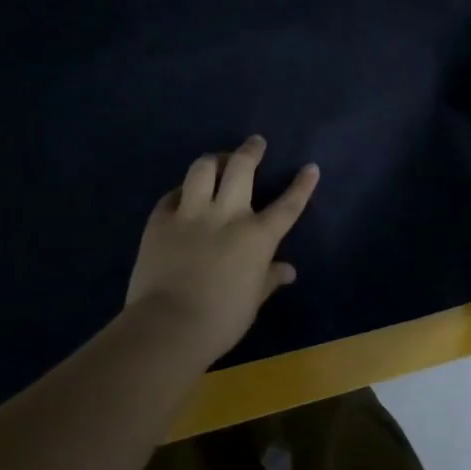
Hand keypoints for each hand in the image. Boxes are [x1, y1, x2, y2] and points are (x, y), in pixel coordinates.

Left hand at [124, 136, 319, 362]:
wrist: (168, 327)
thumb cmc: (220, 321)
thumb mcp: (252, 301)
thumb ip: (269, 279)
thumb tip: (288, 271)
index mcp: (257, 237)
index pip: (287, 205)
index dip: (302, 185)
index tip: (310, 167)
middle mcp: (227, 215)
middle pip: (241, 168)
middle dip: (251, 150)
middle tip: (255, 143)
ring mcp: (191, 214)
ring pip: (203, 169)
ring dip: (213, 160)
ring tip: (217, 161)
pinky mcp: (160, 221)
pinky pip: (171, 195)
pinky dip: (181, 191)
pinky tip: (183, 195)